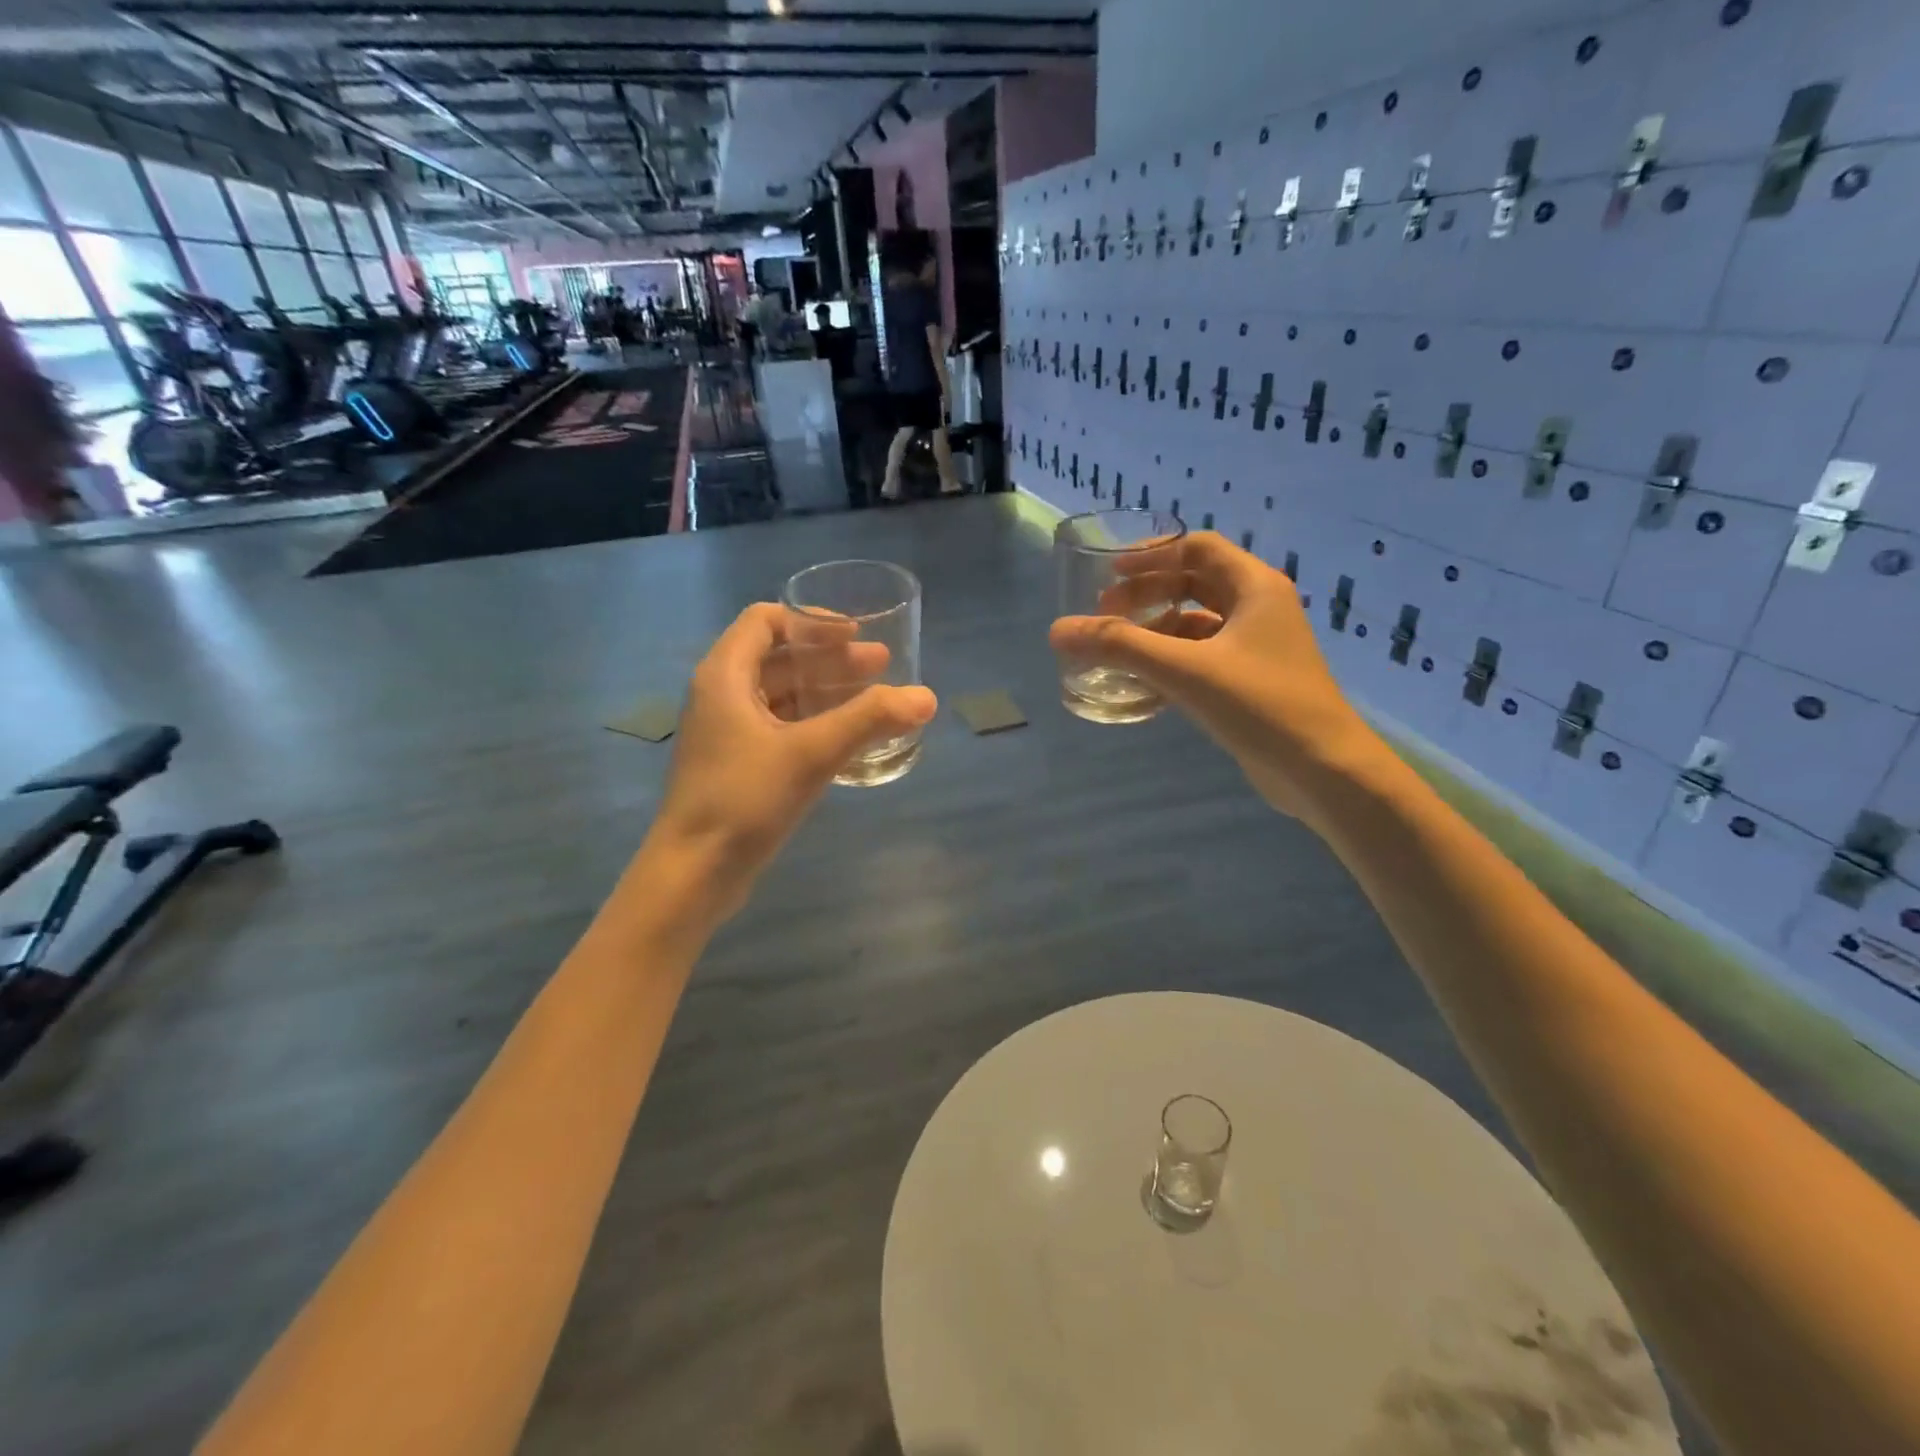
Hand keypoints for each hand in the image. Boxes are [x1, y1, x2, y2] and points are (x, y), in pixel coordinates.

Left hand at [650, 604, 936, 917]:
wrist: (693, 873)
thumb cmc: (744, 799)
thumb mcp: (811, 752)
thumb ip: (869, 720)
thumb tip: (926, 697)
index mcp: (725, 676)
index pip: (765, 621)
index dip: (812, 621)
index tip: (856, 633)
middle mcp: (722, 696)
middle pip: (779, 658)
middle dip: (831, 658)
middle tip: (882, 665)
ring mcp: (728, 733)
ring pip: (782, 696)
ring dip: (826, 690)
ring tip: (875, 698)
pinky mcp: (737, 766)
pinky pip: (781, 728)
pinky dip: (815, 722)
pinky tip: (849, 738)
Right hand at [1050, 532, 1382, 827]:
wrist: (1322, 770)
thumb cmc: (1260, 705)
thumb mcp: (1184, 670)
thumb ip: (1119, 647)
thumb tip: (1057, 630)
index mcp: (1254, 587)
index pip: (1197, 549)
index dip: (1151, 556)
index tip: (1108, 573)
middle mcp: (1259, 609)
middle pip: (1194, 584)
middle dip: (1147, 594)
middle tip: (1105, 613)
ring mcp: (1257, 648)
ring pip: (1197, 625)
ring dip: (1156, 631)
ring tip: (1116, 650)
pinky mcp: (1251, 683)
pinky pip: (1202, 659)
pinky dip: (1170, 662)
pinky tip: (1141, 684)